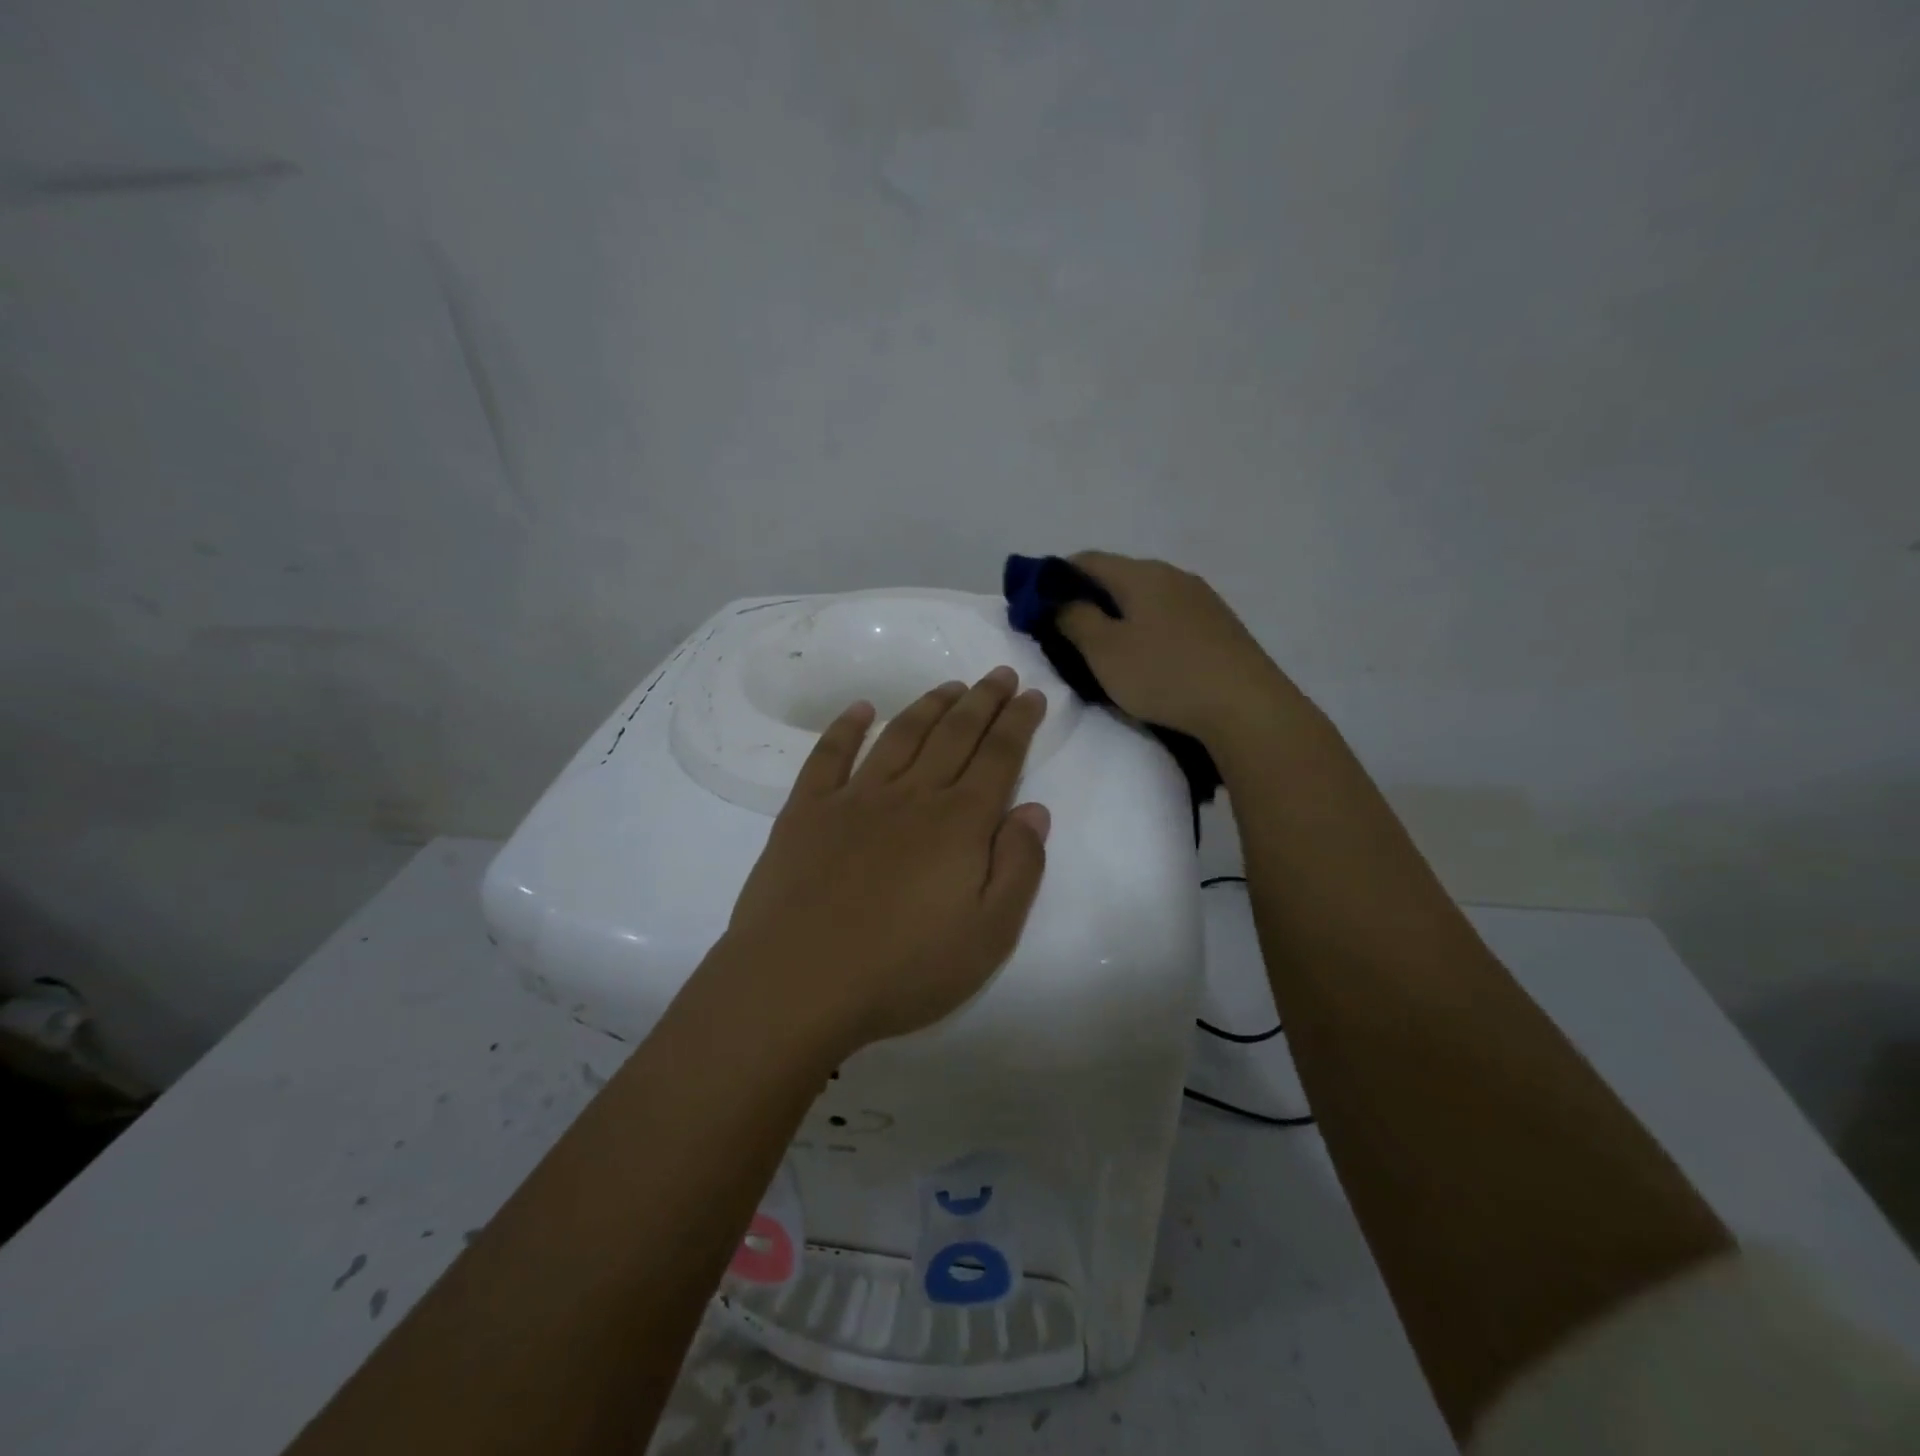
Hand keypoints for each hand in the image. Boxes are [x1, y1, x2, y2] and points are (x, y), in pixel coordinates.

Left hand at [713, 668, 1050, 1058]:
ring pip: (900, 735)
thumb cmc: (903, 970)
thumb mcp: (988, 936)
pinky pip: (829, 755)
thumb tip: (1034, 810)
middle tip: (1000, 674)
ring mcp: (854, 798)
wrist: (797, 984)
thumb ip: (1019, 868)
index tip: (1032, 694)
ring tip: (950, 685)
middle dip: (983, 700)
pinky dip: (845, 726)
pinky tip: (860, 708)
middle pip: (955, 734)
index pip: (999, 757)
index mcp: (958, 823)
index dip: (1019, 723)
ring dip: (929, 705)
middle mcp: (911, 796)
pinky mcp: (806, 811)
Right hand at [1056, 552, 1286, 744]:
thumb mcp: (1104, 651)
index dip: (1054, 577)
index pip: (1086, 559)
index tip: (1036, 605)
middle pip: (1117, 576)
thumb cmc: (1164, 674)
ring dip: (1118, 614)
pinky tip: (1147, 657)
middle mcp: (1172, 575)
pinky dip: (1146, 627)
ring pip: (1145, 596)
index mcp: (1140, 574)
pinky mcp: (1218, 625)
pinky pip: (1169, 615)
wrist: (1245, 706)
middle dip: (1087, 597)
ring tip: (1105, 648)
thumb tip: (1060, 600)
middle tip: (1066, 631)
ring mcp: (1201, 598)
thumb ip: (1074, 619)